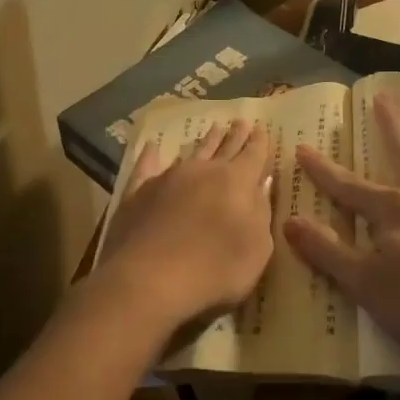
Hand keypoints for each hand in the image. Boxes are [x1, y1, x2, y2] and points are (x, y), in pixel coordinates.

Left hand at [97, 117, 275, 338]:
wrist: (149, 279)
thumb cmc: (216, 269)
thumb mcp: (257, 248)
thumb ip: (261, 213)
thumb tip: (261, 185)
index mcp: (237, 182)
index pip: (254, 156)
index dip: (260, 143)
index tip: (262, 129)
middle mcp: (204, 171)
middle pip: (225, 148)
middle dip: (235, 135)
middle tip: (241, 121)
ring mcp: (168, 179)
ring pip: (192, 153)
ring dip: (205, 141)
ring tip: (214, 128)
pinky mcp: (138, 193)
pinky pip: (146, 168)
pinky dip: (150, 157)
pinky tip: (151, 147)